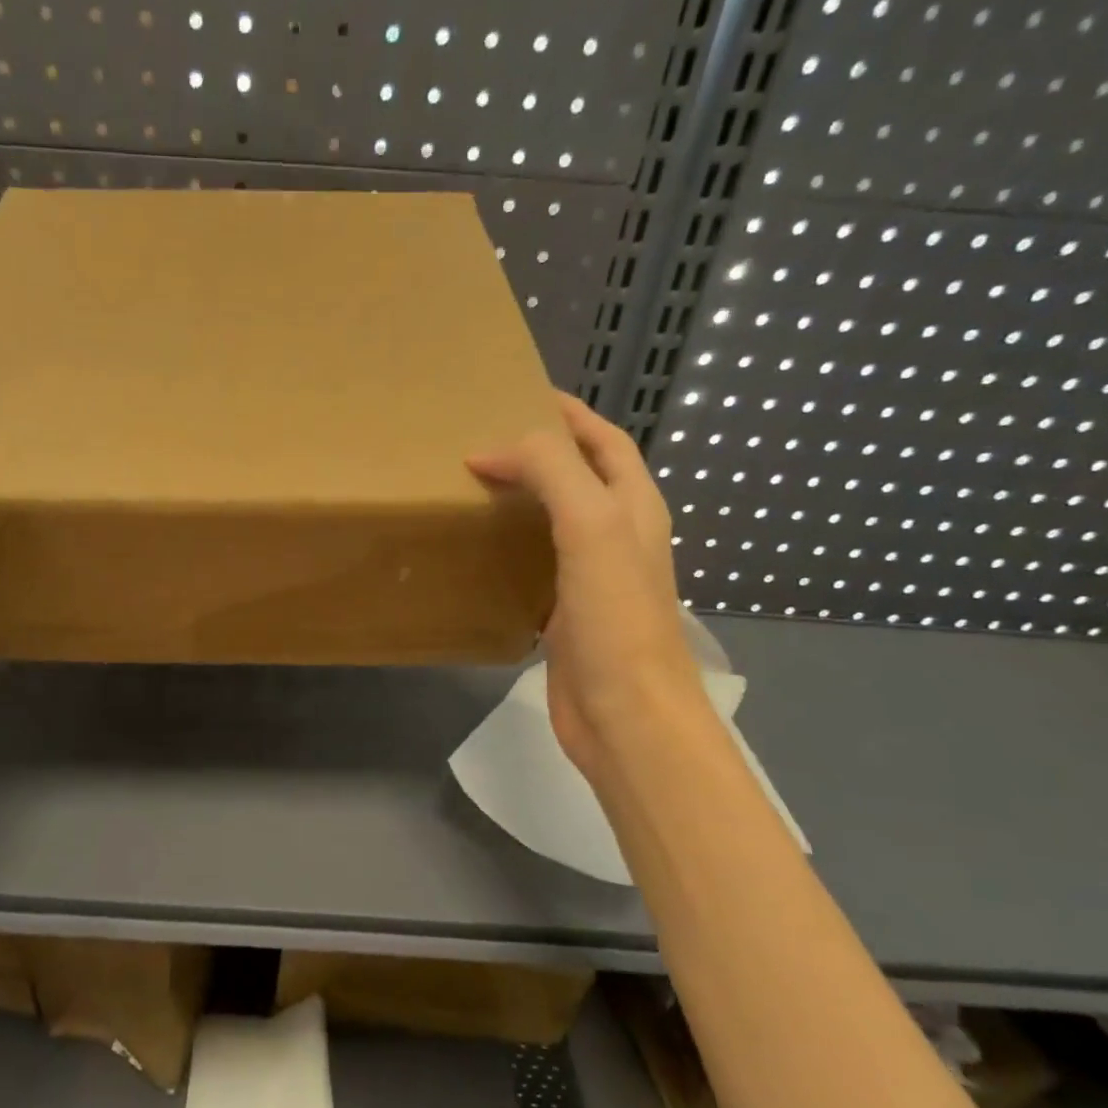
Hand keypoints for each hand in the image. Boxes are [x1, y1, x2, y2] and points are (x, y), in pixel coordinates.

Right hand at [469, 395, 700, 779]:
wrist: (625, 713)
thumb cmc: (615, 614)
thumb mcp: (590, 523)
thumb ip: (551, 471)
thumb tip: (492, 450)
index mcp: (634, 506)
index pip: (604, 441)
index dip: (568, 415)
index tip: (519, 395)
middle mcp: (618, 536)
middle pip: (580, 477)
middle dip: (541, 452)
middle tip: (484, 440)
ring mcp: (593, 577)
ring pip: (555, 521)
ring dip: (523, 498)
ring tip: (474, 485)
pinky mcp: (566, 615)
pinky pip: (536, 565)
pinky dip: (510, 547)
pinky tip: (480, 550)